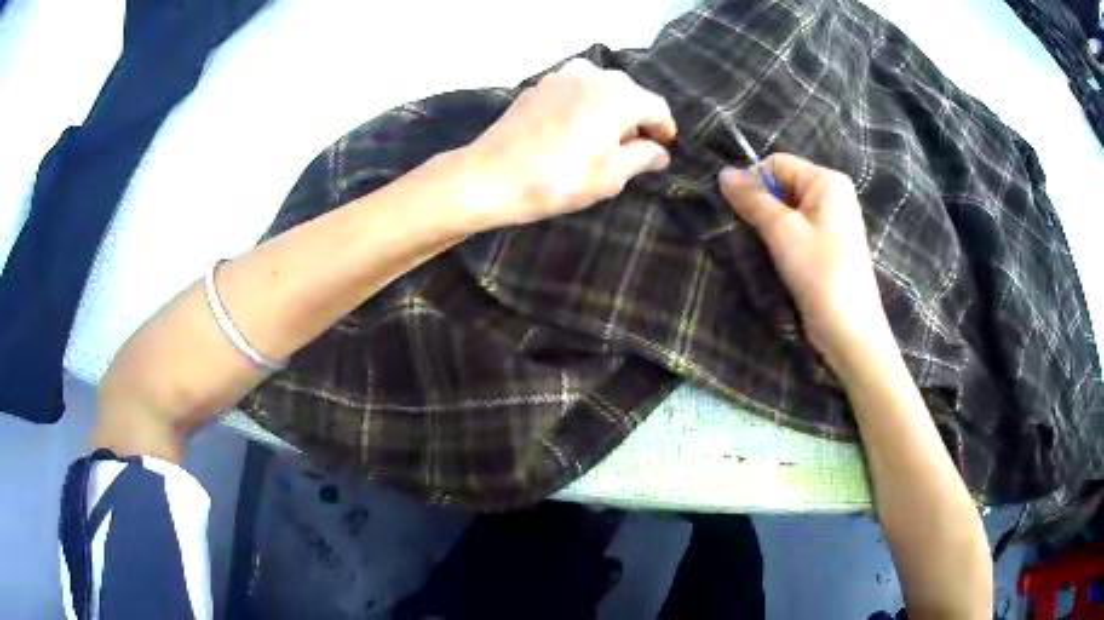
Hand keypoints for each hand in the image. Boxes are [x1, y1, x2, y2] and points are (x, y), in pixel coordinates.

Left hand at [457, 58, 676, 230]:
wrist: (491, 176)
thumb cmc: (559, 179)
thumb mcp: (611, 175)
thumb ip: (642, 157)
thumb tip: (660, 152)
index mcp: (618, 94)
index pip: (656, 107)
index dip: (665, 129)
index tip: (666, 147)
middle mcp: (593, 74)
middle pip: (629, 94)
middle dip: (636, 119)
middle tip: (636, 147)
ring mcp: (562, 76)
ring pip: (601, 89)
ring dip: (610, 111)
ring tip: (605, 140)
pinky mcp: (539, 85)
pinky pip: (575, 91)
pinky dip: (585, 106)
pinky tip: (577, 130)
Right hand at [718, 153, 893, 369]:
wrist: (849, 330)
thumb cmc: (820, 272)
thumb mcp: (782, 231)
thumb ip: (752, 199)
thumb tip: (723, 173)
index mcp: (828, 181)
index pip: (778, 163)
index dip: (753, 180)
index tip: (736, 209)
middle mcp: (833, 195)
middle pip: (783, 185)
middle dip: (761, 204)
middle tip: (747, 231)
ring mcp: (832, 222)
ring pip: (787, 210)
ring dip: (768, 225)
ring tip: (761, 248)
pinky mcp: (827, 247)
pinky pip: (797, 230)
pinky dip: (781, 239)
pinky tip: (775, 258)